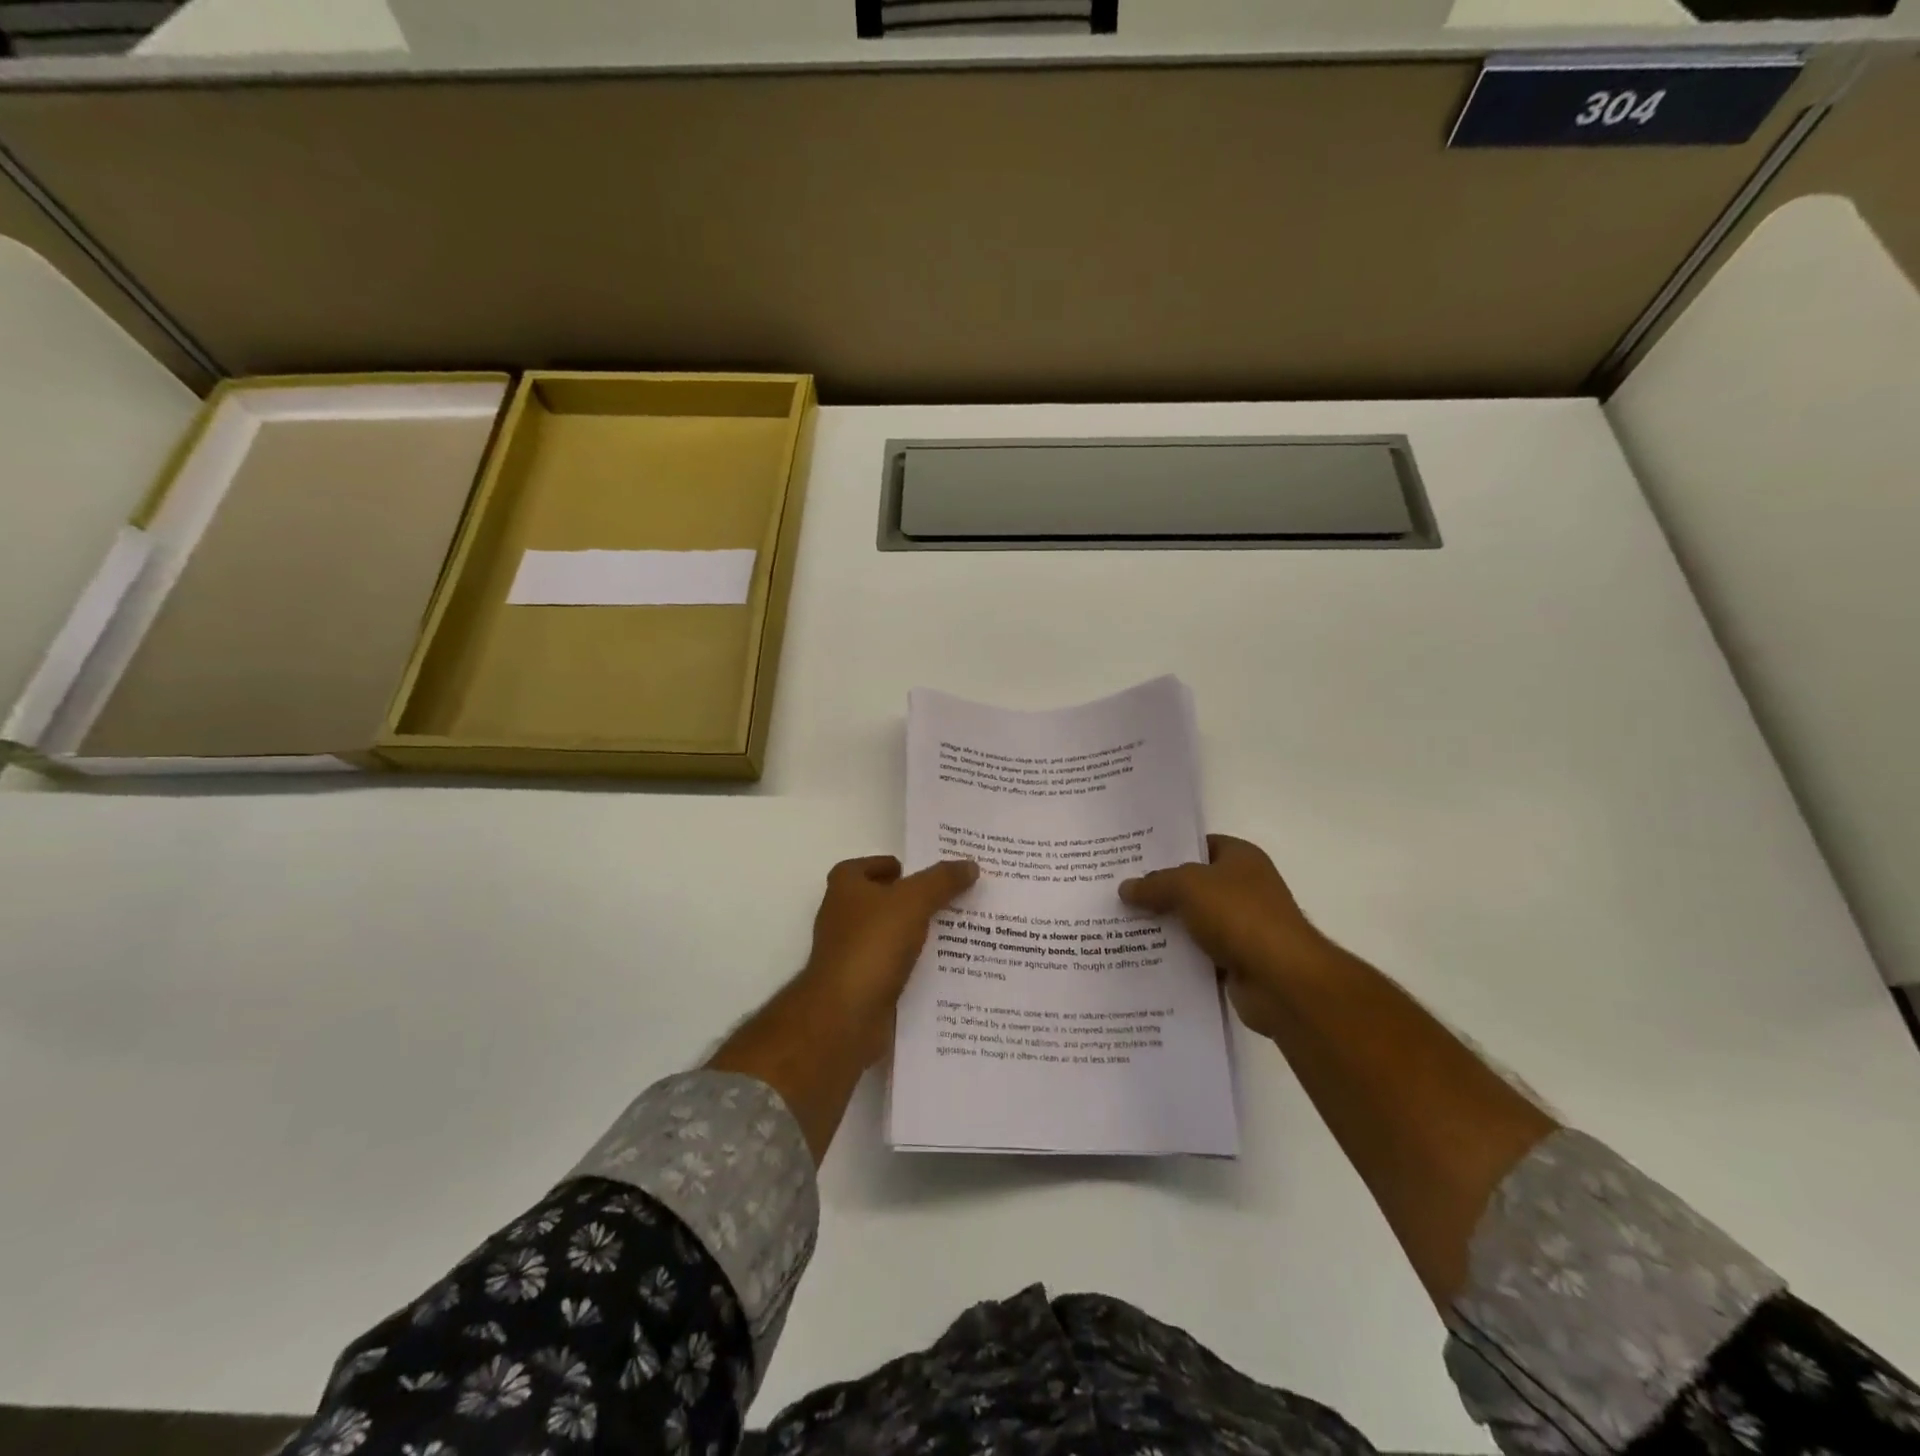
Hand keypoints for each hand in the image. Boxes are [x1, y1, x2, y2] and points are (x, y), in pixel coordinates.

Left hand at [795, 855, 978, 1064]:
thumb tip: (970, 865)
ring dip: (919, 935)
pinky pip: (895, 968)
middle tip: (955, 899)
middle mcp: (842, 917)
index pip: (869, 865)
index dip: (897, 866)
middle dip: (916, 900)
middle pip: (883, 900)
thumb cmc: (872, 944)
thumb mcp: (914, 901)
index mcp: (845, 887)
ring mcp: (851, 953)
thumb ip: (942, 880)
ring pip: (892, 936)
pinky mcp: (862, 985)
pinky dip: (916, 966)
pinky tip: (946, 968)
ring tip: (960, 932)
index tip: (929, 874)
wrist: (845, 1015)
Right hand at [1119, 835, 1331, 1039]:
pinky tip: (1144, 956)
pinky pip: (1198, 953)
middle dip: (1160, 890)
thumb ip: (1155, 884)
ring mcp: (1243, 926)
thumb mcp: (1188, 887)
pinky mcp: (1237, 961)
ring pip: (1193, 921)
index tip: (1132, 858)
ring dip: (1165, 926)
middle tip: (1119, 892)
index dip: (1168, 850)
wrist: (1281, 979)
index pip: (1200, 845)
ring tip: (1121, 925)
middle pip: (1193, 885)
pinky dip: (1177, 956)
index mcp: (1241, 858)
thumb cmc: (1239, 916)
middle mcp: (1244, 888)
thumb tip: (1125, 888)